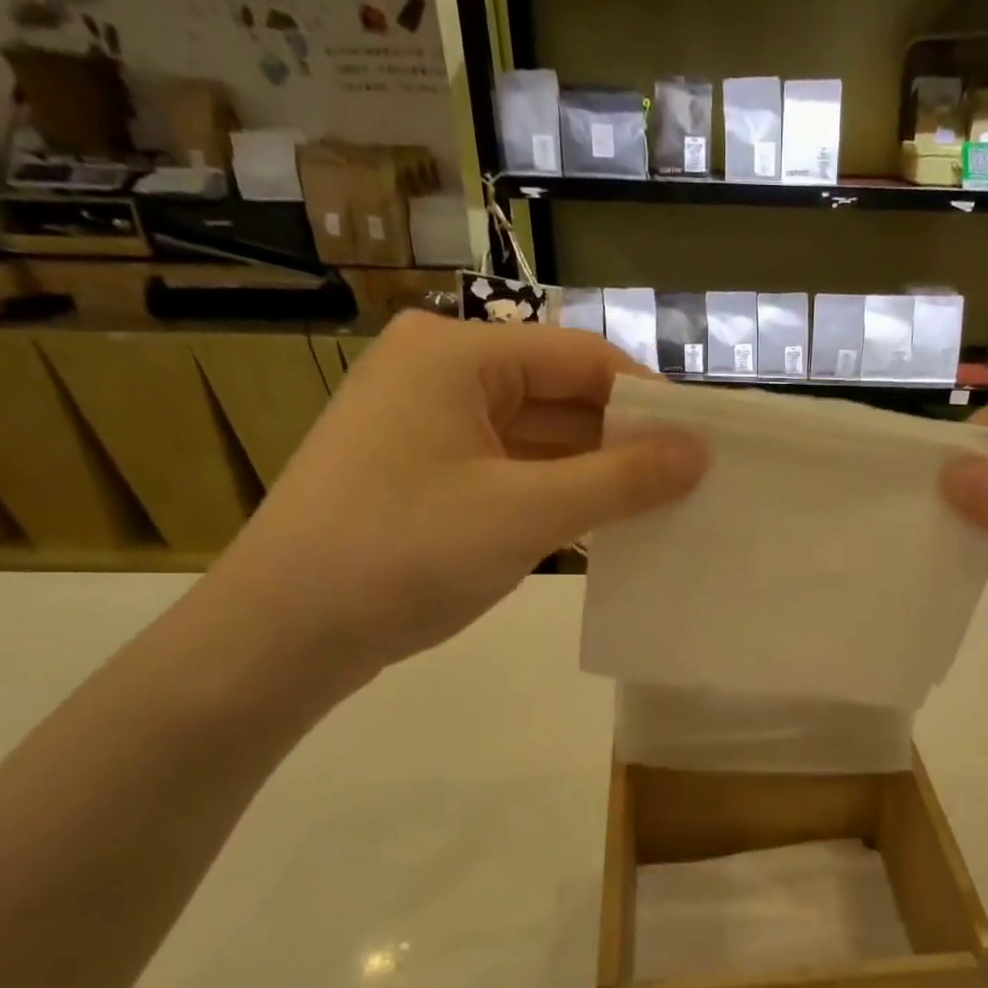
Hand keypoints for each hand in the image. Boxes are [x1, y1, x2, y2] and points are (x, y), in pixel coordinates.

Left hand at [205, 313, 706, 683]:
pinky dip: (555, 495)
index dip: (649, 400)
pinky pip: (509, 470)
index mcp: (458, 354)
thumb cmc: (405, 553)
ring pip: (537, 438)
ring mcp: (427, 426)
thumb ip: (622, 478)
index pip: (583, 358)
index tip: (703, 446)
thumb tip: (700, 453)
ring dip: (593, 473)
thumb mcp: (527, 512)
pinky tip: (600, 528)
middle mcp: (440, 373)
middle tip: (690, 485)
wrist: (284, 633)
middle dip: (623, 441)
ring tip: (659, 510)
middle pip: (560, 395)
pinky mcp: (423, 473)